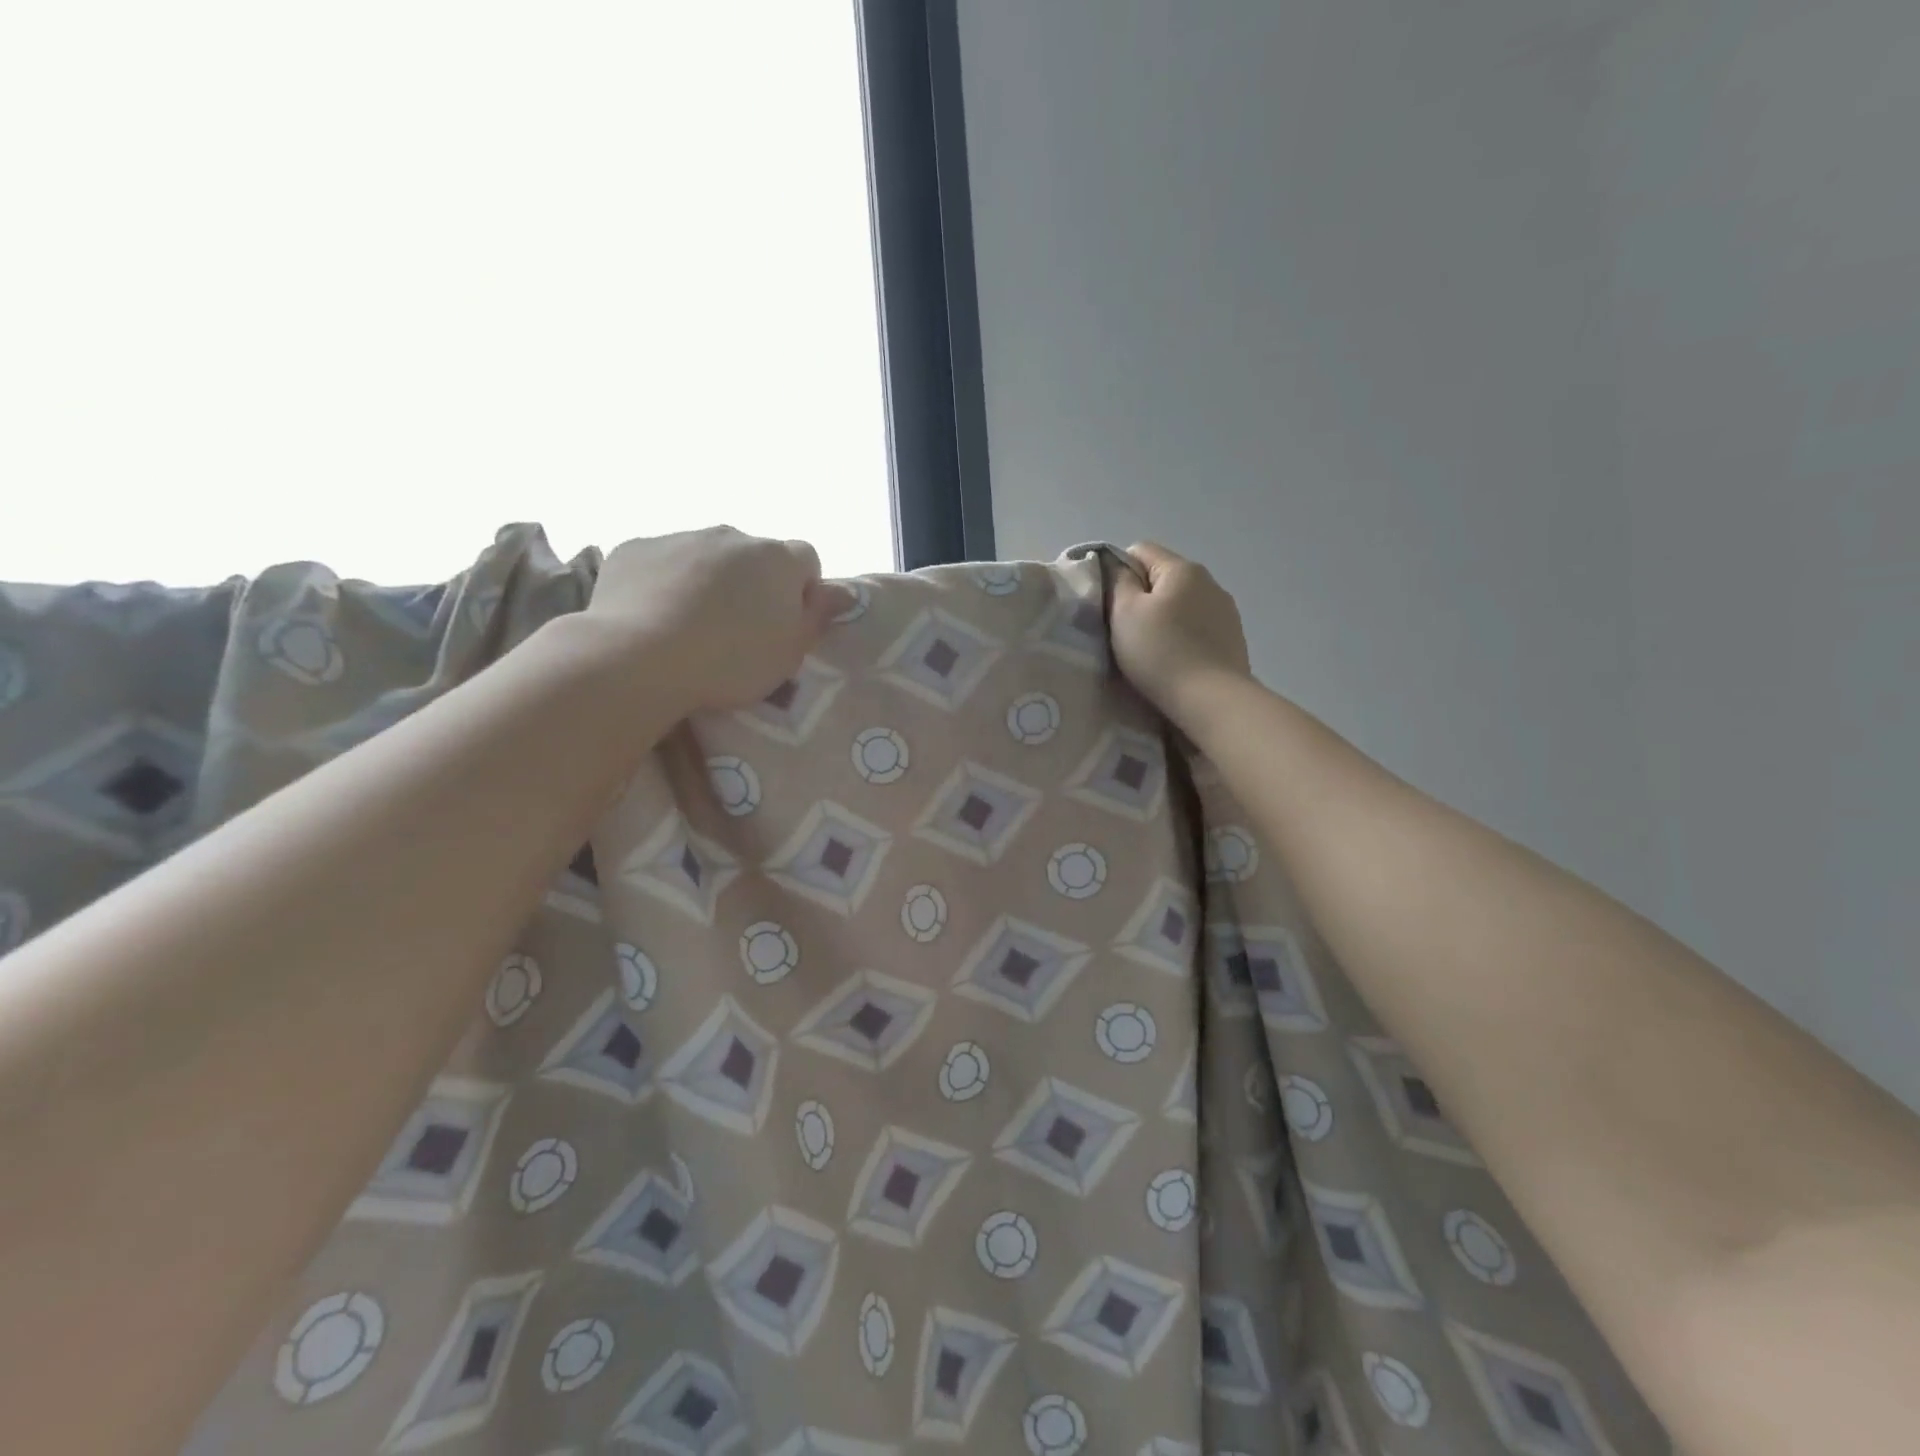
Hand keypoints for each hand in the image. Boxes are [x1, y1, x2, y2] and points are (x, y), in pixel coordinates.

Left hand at [584, 526, 855, 711]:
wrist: (640, 656)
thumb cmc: (732, 660)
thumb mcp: (790, 652)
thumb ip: (817, 616)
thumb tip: (840, 591)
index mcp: (777, 558)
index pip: (807, 560)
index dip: (802, 591)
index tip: (787, 624)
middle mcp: (731, 535)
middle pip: (753, 556)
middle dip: (752, 584)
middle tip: (739, 631)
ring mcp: (680, 536)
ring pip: (706, 556)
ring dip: (708, 582)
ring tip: (691, 628)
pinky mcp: (635, 548)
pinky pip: (661, 562)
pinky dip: (663, 583)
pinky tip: (654, 619)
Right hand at [1109, 541, 1251, 728]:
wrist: (1211, 700)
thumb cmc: (1161, 653)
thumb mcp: (1125, 613)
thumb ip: (1118, 582)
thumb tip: (1120, 568)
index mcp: (1182, 569)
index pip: (1140, 550)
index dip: (1118, 572)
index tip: (1111, 605)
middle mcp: (1210, 581)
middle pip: (1163, 578)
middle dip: (1143, 599)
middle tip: (1127, 632)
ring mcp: (1226, 611)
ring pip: (1182, 604)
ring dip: (1165, 620)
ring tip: (1153, 651)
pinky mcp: (1233, 639)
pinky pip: (1198, 627)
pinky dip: (1184, 638)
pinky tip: (1176, 661)